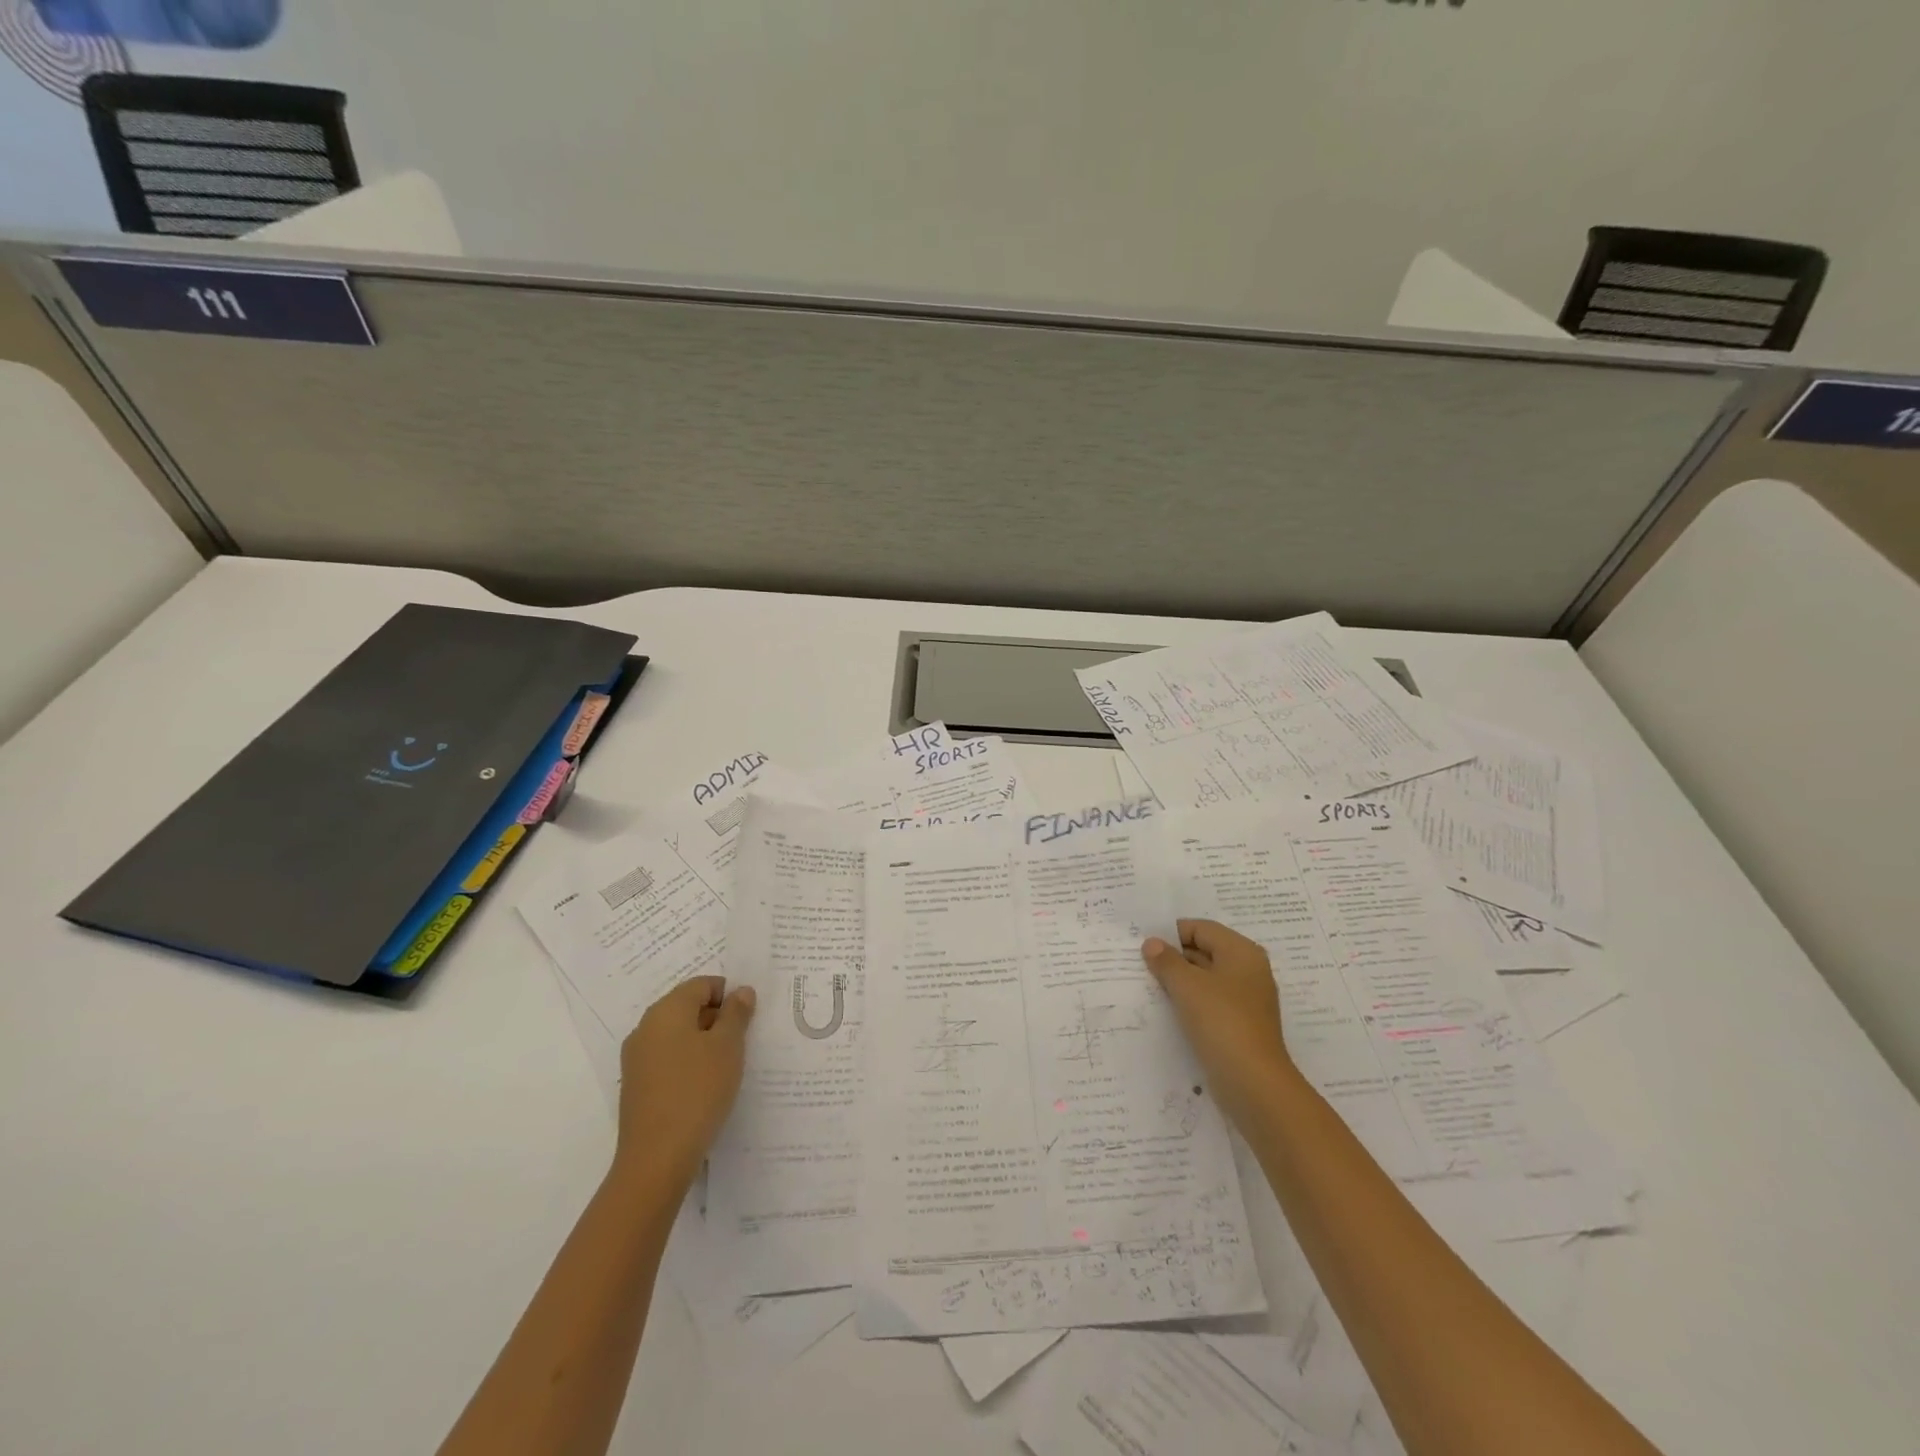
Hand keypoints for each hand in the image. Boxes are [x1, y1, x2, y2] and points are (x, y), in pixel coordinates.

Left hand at [615, 975, 755, 1190]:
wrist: (657, 1159)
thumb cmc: (697, 1091)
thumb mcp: (728, 1046)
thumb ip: (736, 1013)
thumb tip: (741, 991)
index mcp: (666, 1011)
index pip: (701, 984)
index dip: (729, 994)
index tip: (748, 1018)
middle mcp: (645, 1028)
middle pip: (687, 1008)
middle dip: (717, 1018)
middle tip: (743, 1041)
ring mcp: (637, 1060)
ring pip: (678, 1036)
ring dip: (704, 1043)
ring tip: (728, 1066)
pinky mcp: (637, 1087)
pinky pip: (668, 1061)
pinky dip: (689, 1064)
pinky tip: (706, 1087)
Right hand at [1143, 920, 1295, 1127]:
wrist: (1254, 1085)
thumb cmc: (1222, 1023)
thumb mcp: (1187, 986)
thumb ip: (1166, 960)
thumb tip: (1152, 944)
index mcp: (1241, 952)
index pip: (1200, 929)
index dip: (1171, 934)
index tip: (1143, 946)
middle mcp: (1247, 971)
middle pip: (1203, 951)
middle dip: (1173, 958)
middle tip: (1139, 965)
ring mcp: (1245, 1000)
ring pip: (1204, 980)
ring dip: (1179, 982)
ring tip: (1147, 986)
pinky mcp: (1238, 1025)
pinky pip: (1209, 1003)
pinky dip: (1189, 1003)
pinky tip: (1167, 1010)